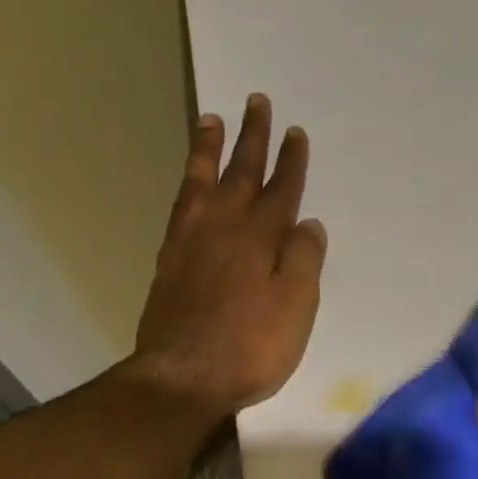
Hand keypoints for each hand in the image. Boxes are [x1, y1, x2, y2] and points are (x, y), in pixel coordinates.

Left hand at [130, 94, 325, 417]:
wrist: (185, 376)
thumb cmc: (251, 347)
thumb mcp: (295, 307)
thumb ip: (304, 261)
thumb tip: (308, 223)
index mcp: (260, 239)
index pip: (281, 191)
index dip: (291, 163)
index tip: (296, 133)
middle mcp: (224, 229)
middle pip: (240, 174)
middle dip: (252, 139)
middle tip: (257, 102)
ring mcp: (190, 243)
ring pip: (202, 183)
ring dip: (209, 150)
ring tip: (211, 119)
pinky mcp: (169, 263)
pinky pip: (180, 208)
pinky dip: (187, 187)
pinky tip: (190, 185)